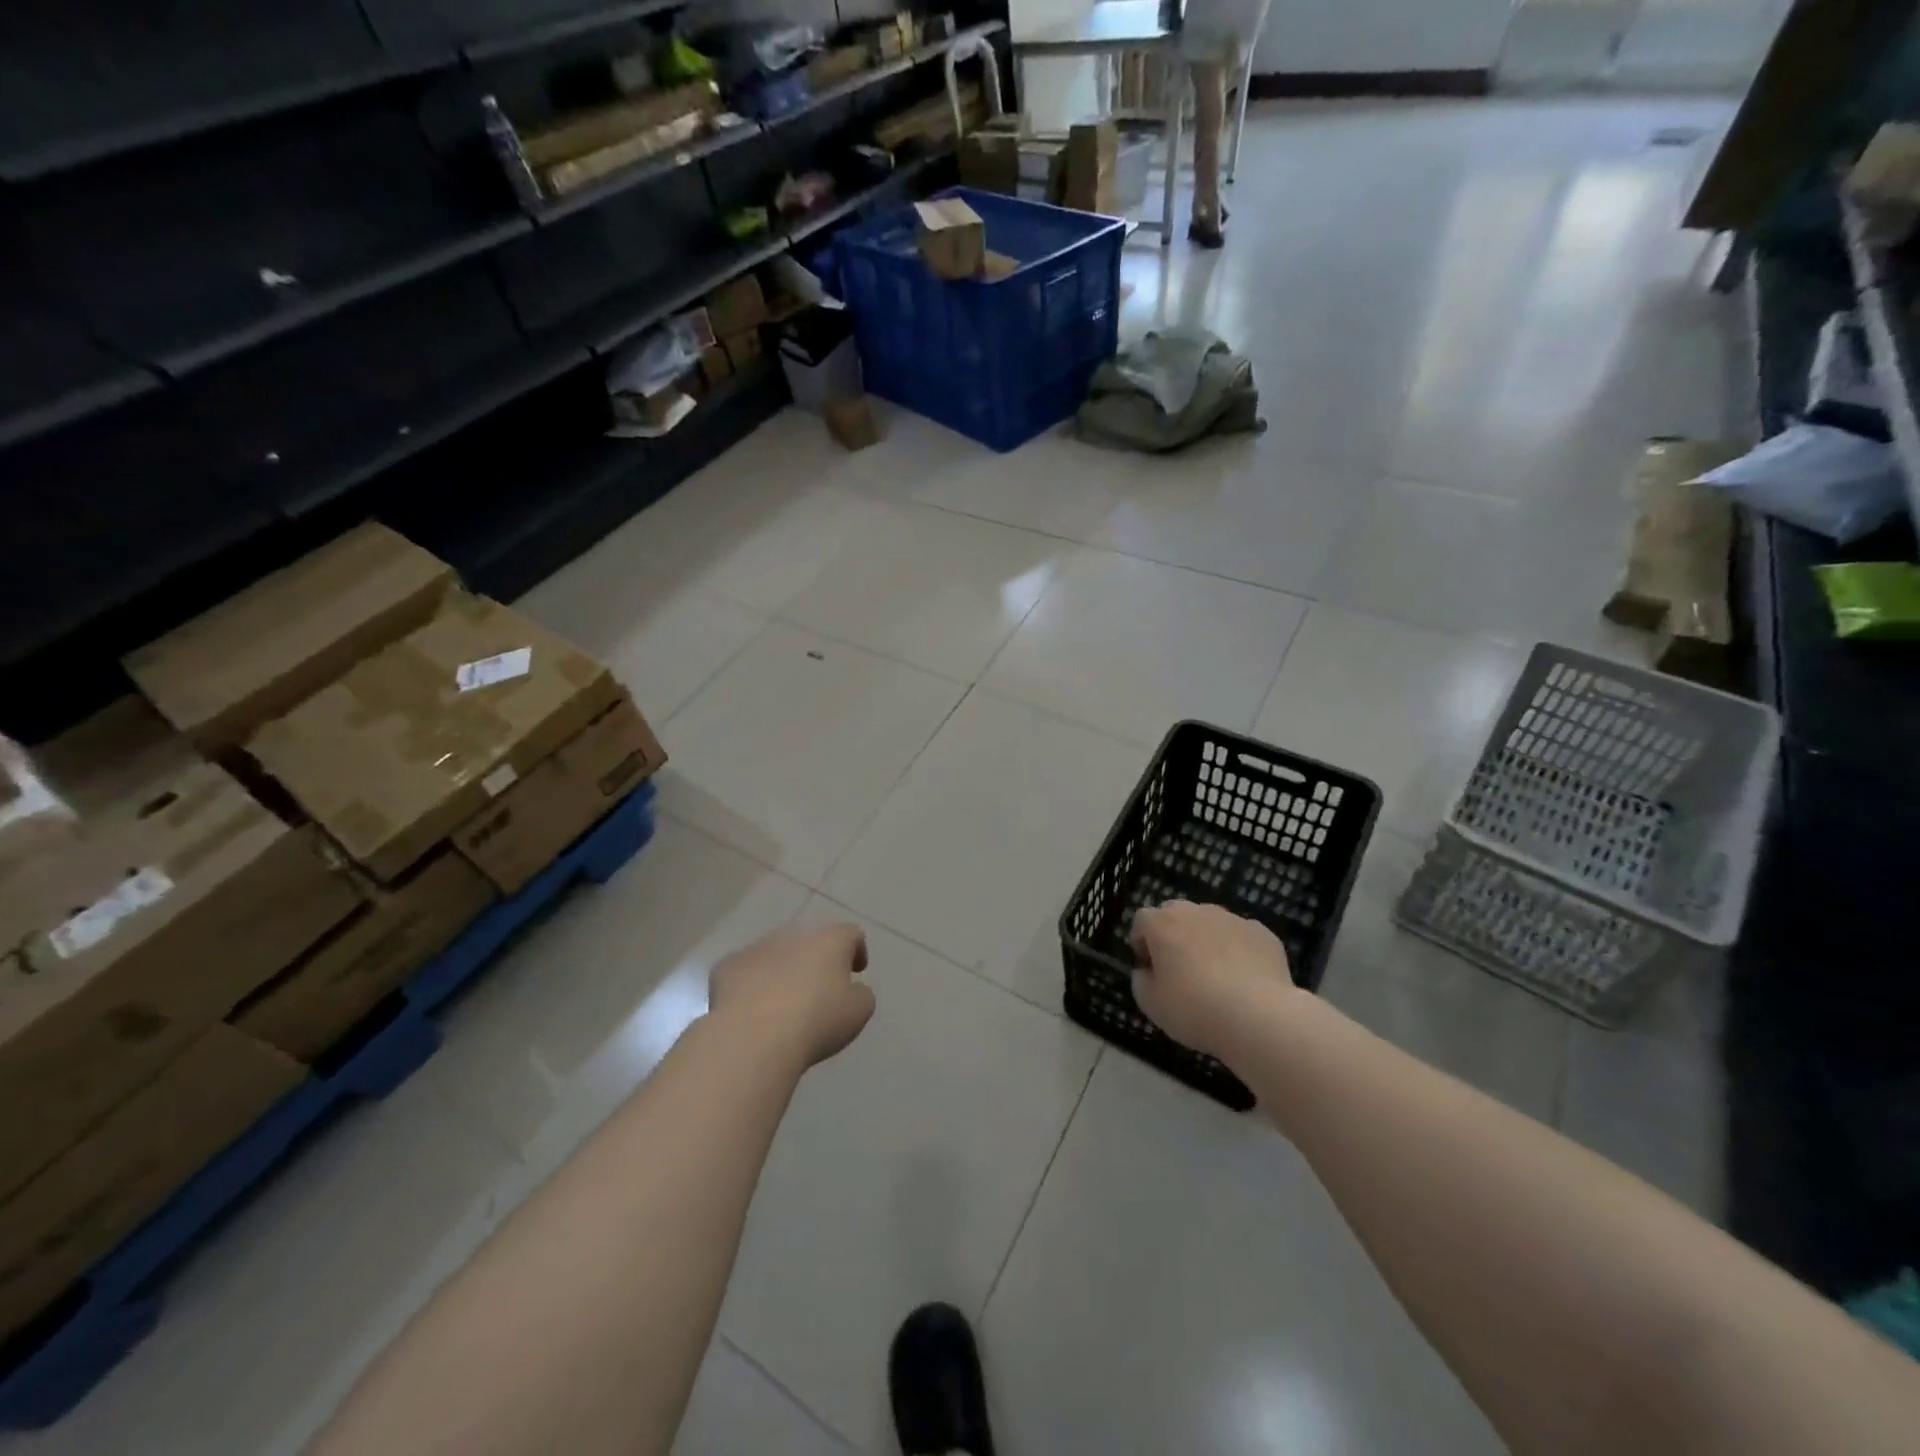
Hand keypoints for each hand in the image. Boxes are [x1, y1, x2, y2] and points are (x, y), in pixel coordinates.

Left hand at [708, 923, 875, 1071]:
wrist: (753, 1037)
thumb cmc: (816, 1021)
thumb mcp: (858, 1012)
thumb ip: (861, 994)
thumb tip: (852, 990)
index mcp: (829, 941)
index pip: (850, 934)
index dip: (856, 950)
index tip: (856, 971)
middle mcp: (793, 935)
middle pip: (810, 940)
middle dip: (816, 959)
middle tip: (819, 988)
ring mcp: (757, 948)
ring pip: (775, 953)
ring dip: (782, 970)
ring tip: (783, 1002)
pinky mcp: (727, 967)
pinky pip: (745, 971)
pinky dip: (751, 984)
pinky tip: (751, 1009)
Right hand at [1130, 901, 1296, 1061]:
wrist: (1257, 1017)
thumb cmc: (1194, 1008)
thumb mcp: (1150, 1004)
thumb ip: (1140, 980)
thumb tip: (1147, 971)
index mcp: (1163, 923)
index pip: (1143, 920)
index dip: (1142, 943)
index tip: (1149, 969)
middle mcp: (1196, 912)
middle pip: (1177, 914)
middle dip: (1173, 935)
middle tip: (1179, 969)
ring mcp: (1232, 919)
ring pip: (1211, 923)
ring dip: (1206, 940)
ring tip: (1215, 975)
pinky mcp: (1262, 933)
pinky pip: (1241, 937)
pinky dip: (1237, 951)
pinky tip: (1243, 979)